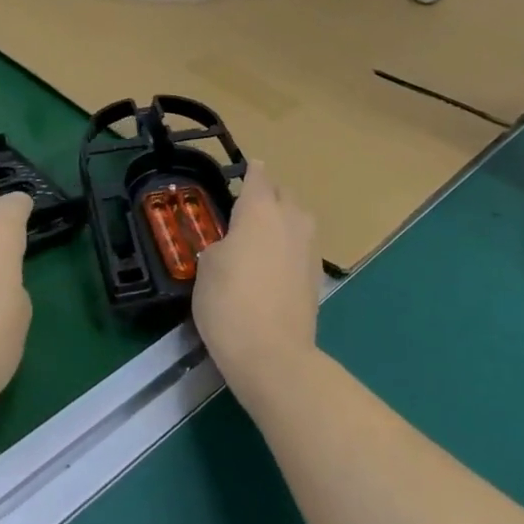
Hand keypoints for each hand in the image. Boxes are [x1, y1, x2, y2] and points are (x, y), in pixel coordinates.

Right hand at [192, 161, 322, 394]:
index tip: (246, 170)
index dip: (250, 171)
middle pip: (282, 194)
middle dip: (268, 195)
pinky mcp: (317, 274)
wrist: (273, 354)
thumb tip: (233, 246)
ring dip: (283, 220)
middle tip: (247, 209)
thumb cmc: (229, 302)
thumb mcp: (207, 267)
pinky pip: (302, 246)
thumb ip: (221, 244)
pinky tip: (275, 265)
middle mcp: (290, 219)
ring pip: (297, 219)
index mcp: (260, 209)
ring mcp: (309, 246)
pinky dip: (290, 247)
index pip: (258, 175)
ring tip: (262, 237)